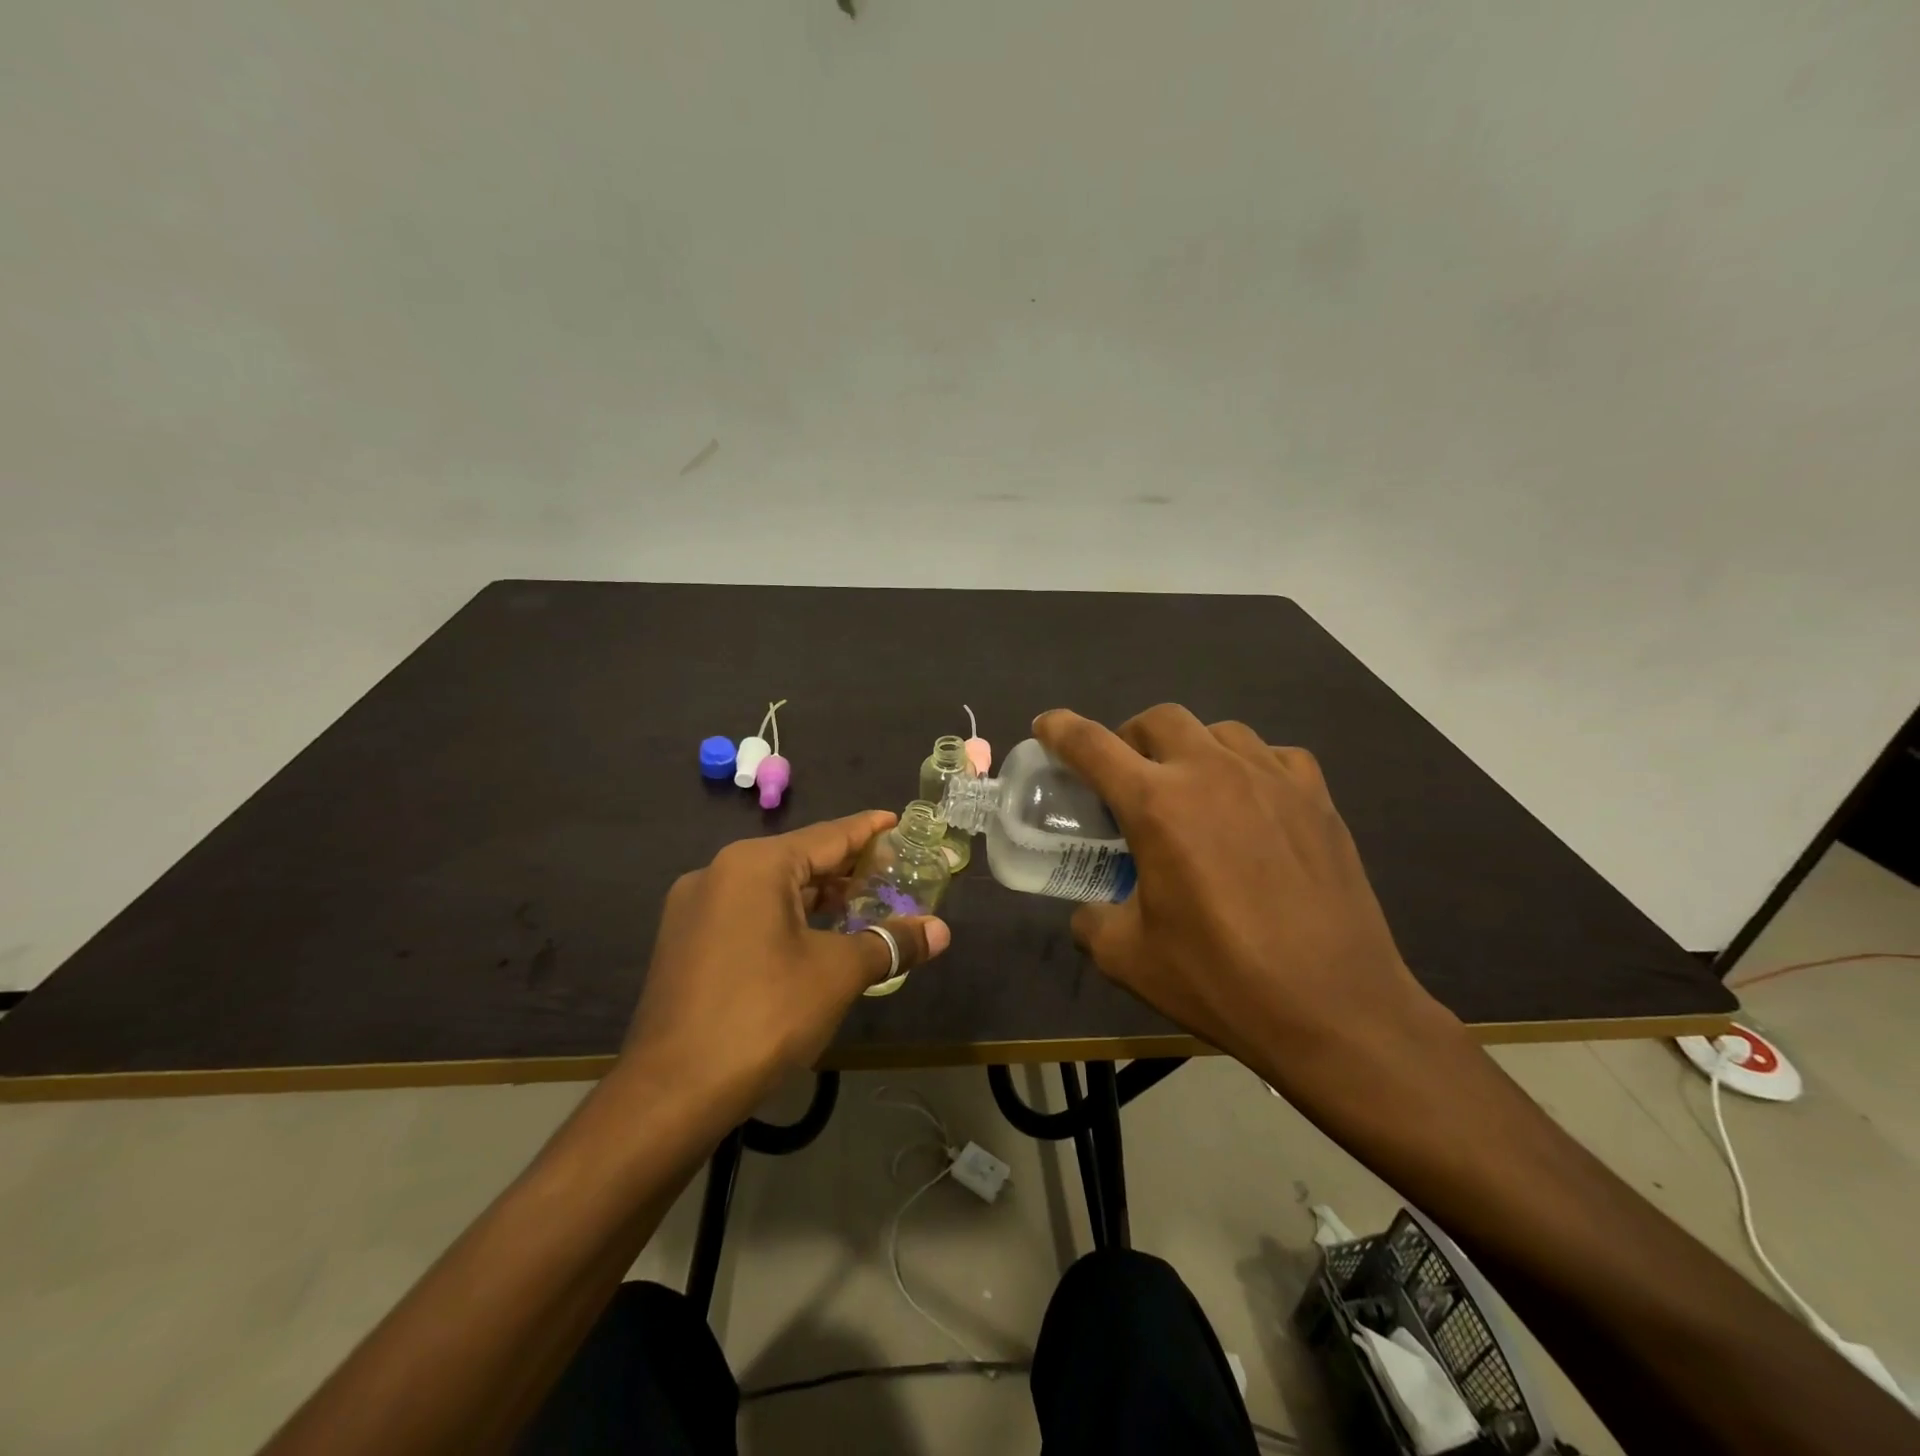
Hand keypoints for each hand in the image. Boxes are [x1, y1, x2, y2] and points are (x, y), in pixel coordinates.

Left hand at [619, 811, 950, 1118]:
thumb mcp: (837, 974)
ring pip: (770, 888)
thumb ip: (890, 943)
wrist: (671, 1093)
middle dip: (846, 868)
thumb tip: (940, 931)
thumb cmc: (764, 1015)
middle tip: (891, 872)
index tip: (897, 820)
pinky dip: (785, 917)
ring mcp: (694, 909)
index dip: (868, 830)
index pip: (828, 836)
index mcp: (755, 865)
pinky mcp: (684, 943)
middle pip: (798, 859)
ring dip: (816, 896)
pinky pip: (747, 913)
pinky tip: (812, 938)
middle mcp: (719, 873)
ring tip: (860, 904)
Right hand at [1034, 705, 1445, 1080]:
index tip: (1047, 725)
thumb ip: (1092, 920)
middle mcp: (1212, 773)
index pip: (1092, 746)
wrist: (1336, 1010)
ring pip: (1219, 730)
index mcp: (1157, 805)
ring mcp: (1272, 778)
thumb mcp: (1128, 958)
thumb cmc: (1221, 979)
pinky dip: (1249, 767)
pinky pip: (1273, 756)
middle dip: (1130, 737)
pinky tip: (1252, 803)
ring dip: (1190, 749)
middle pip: (1158, 719)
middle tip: (1127, 777)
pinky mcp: (1317, 797)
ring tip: (1191, 790)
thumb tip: (1090, 910)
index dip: (1061, 729)